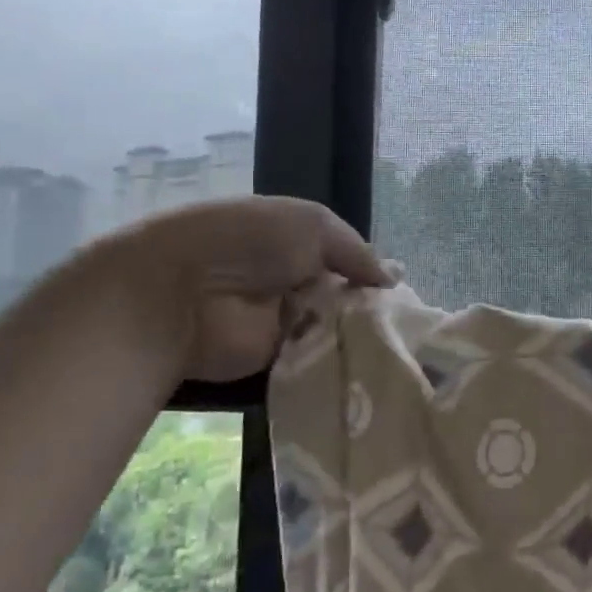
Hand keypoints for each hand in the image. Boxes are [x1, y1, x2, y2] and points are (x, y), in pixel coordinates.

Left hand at [103, 197, 389, 381]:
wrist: (182, 294)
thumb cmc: (249, 242)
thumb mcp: (313, 225)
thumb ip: (356, 251)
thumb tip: (392, 279)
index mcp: (295, 242)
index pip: (344, 260)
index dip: (371, 274)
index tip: (402, 293)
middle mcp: (291, 281)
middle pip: (343, 298)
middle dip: (371, 309)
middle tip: (409, 326)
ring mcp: (283, 323)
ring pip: (335, 331)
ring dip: (360, 337)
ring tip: (401, 347)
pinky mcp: (276, 361)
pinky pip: (317, 361)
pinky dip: (341, 362)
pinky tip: (375, 366)